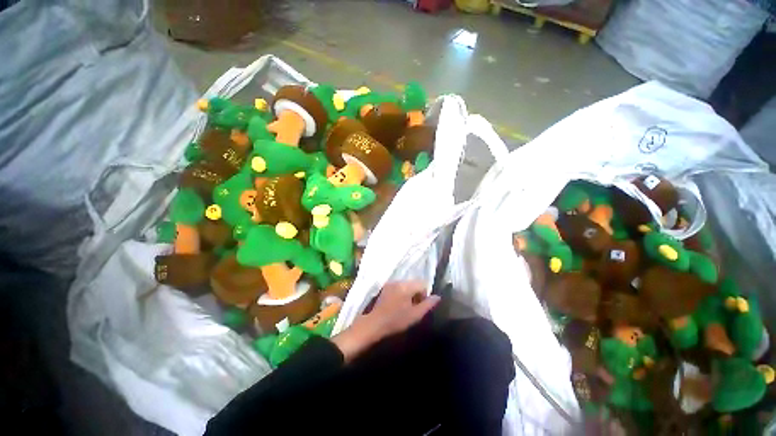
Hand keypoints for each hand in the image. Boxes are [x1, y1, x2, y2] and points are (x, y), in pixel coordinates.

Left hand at [331, 281, 440, 362]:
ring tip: (406, 308)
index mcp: (406, 286)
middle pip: (415, 283)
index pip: (423, 284)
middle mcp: (398, 281)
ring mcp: (391, 283)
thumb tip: (438, 297)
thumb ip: (428, 305)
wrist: (374, 324)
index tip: (421, 306)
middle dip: (417, 294)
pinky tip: (398, 305)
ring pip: (407, 285)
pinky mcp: (386, 287)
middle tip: (414, 308)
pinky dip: (402, 293)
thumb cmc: (396, 321)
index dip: (425, 294)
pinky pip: (399, 287)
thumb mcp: (415, 315)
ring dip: (410, 294)